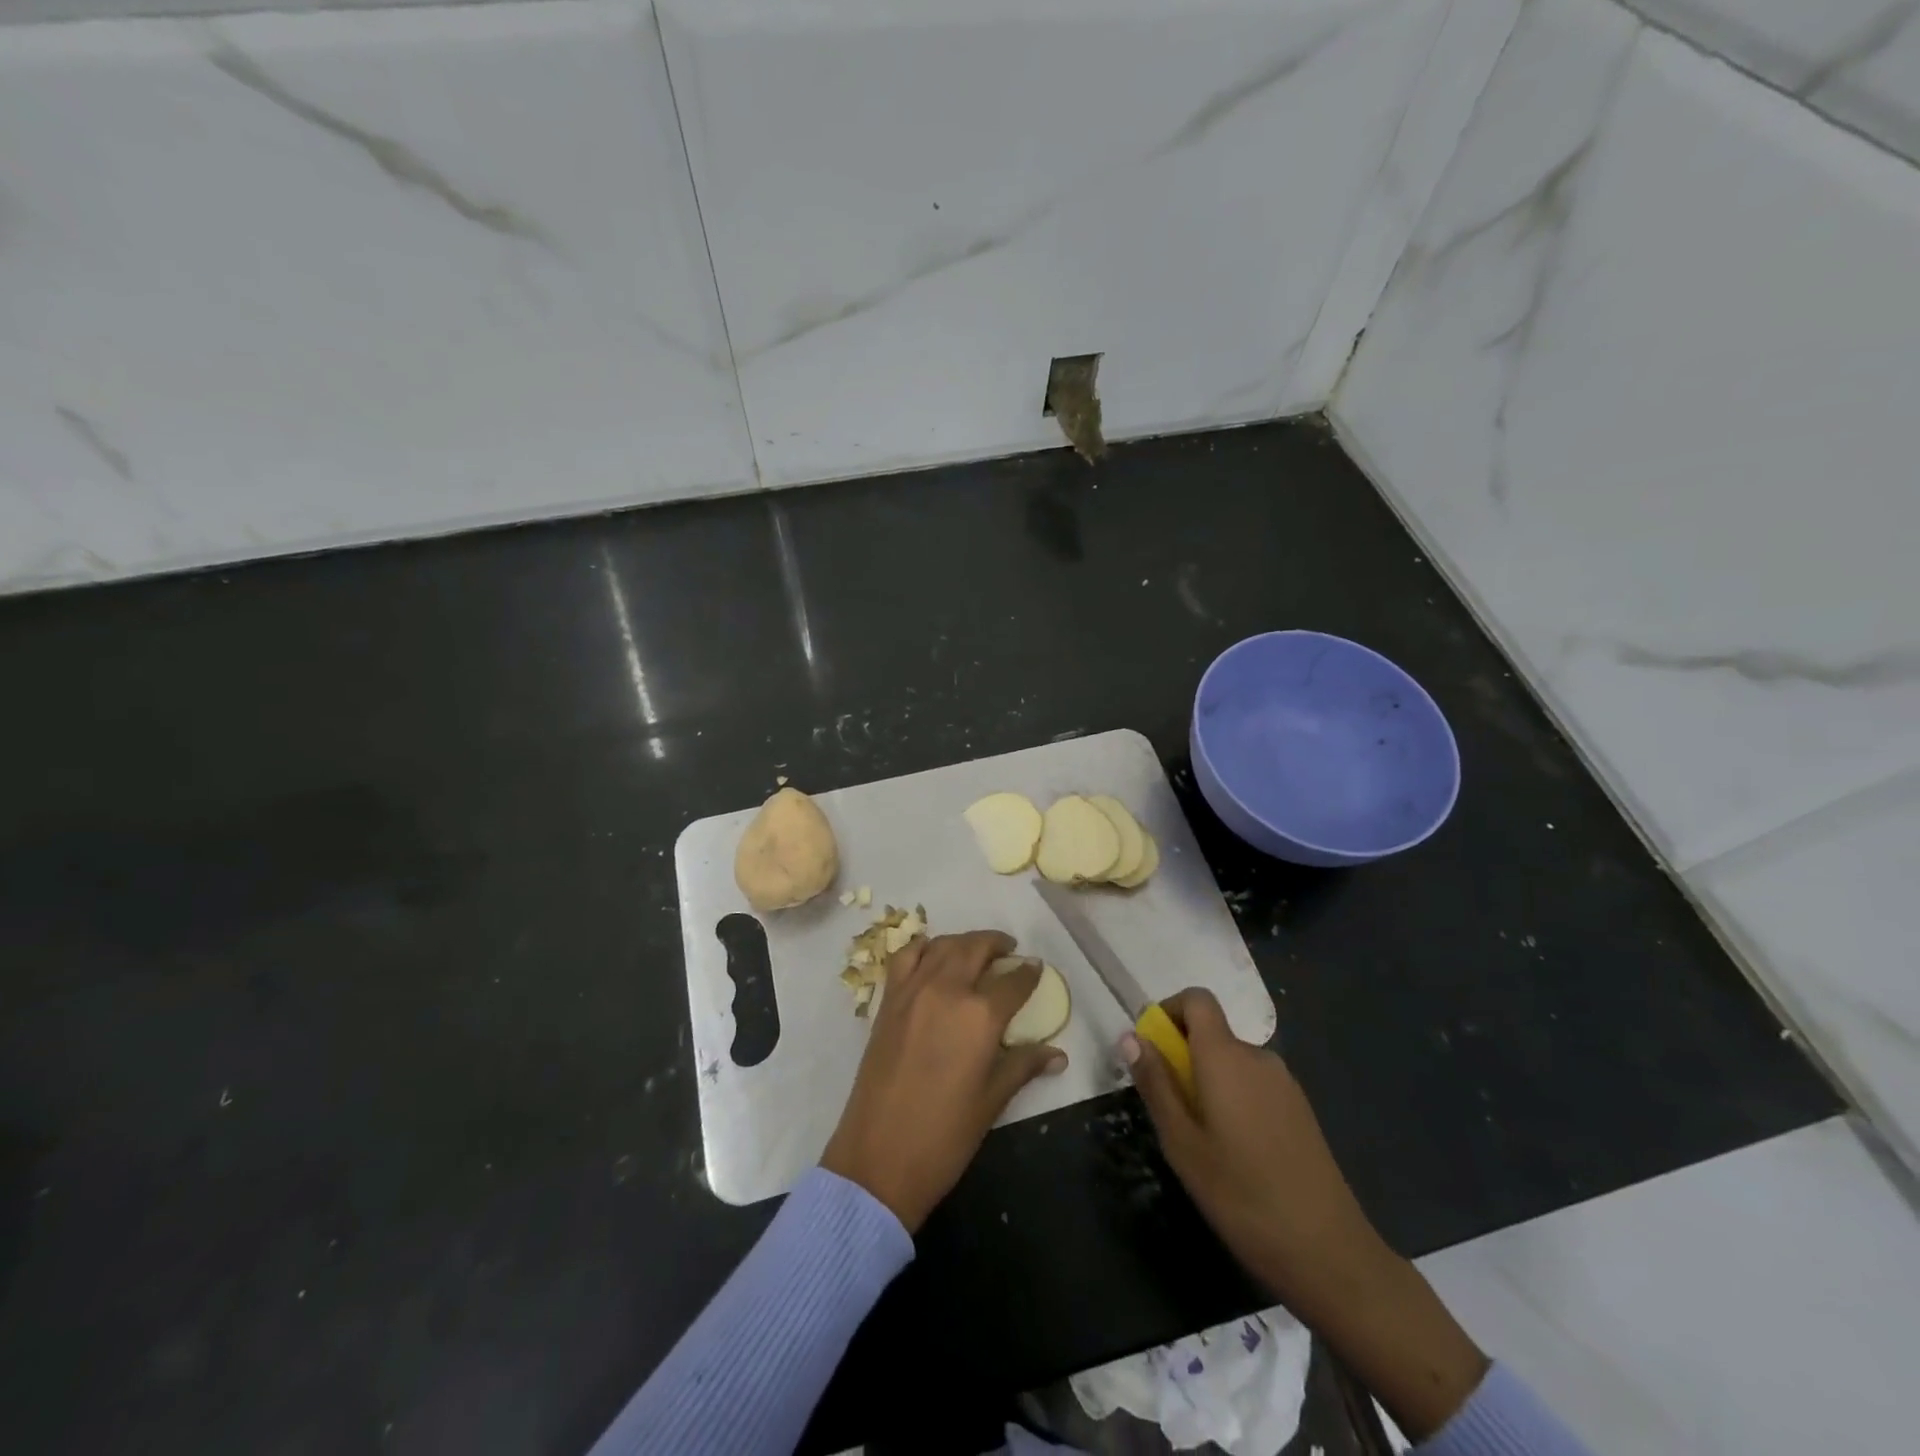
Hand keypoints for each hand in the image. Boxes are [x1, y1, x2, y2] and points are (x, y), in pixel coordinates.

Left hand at [821, 931, 1066, 1231]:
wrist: (879, 1157)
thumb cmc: (944, 1136)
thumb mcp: (992, 1101)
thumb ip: (1023, 1065)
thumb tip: (1058, 1054)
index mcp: (980, 1016)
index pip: (1013, 981)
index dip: (1029, 972)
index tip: (1037, 967)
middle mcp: (947, 990)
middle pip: (976, 948)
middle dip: (997, 944)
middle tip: (1009, 951)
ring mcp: (913, 991)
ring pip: (943, 946)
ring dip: (964, 942)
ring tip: (976, 951)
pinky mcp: (888, 1000)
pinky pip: (906, 956)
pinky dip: (923, 947)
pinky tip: (933, 956)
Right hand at [1125, 988, 1486, 1439]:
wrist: (1336, 1259)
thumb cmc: (1246, 1200)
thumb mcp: (1183, 1146)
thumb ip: (1156, 1084)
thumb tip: (1132, 1036)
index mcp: (1229, 1057)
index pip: (1194, 1000)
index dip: (1167, 1009)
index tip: (1148, 1046)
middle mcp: (1262, 1059)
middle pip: (1212, 1030)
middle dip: (1182, 1052)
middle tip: (1165, 1105)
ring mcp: (1288, 1086)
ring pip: (1233, 1061)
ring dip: (1207, 1081)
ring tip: (1195, 1139)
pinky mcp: (1303, 1114)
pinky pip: (1255, 1085)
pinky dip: (1233, 1100)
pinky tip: (1232, 1156)